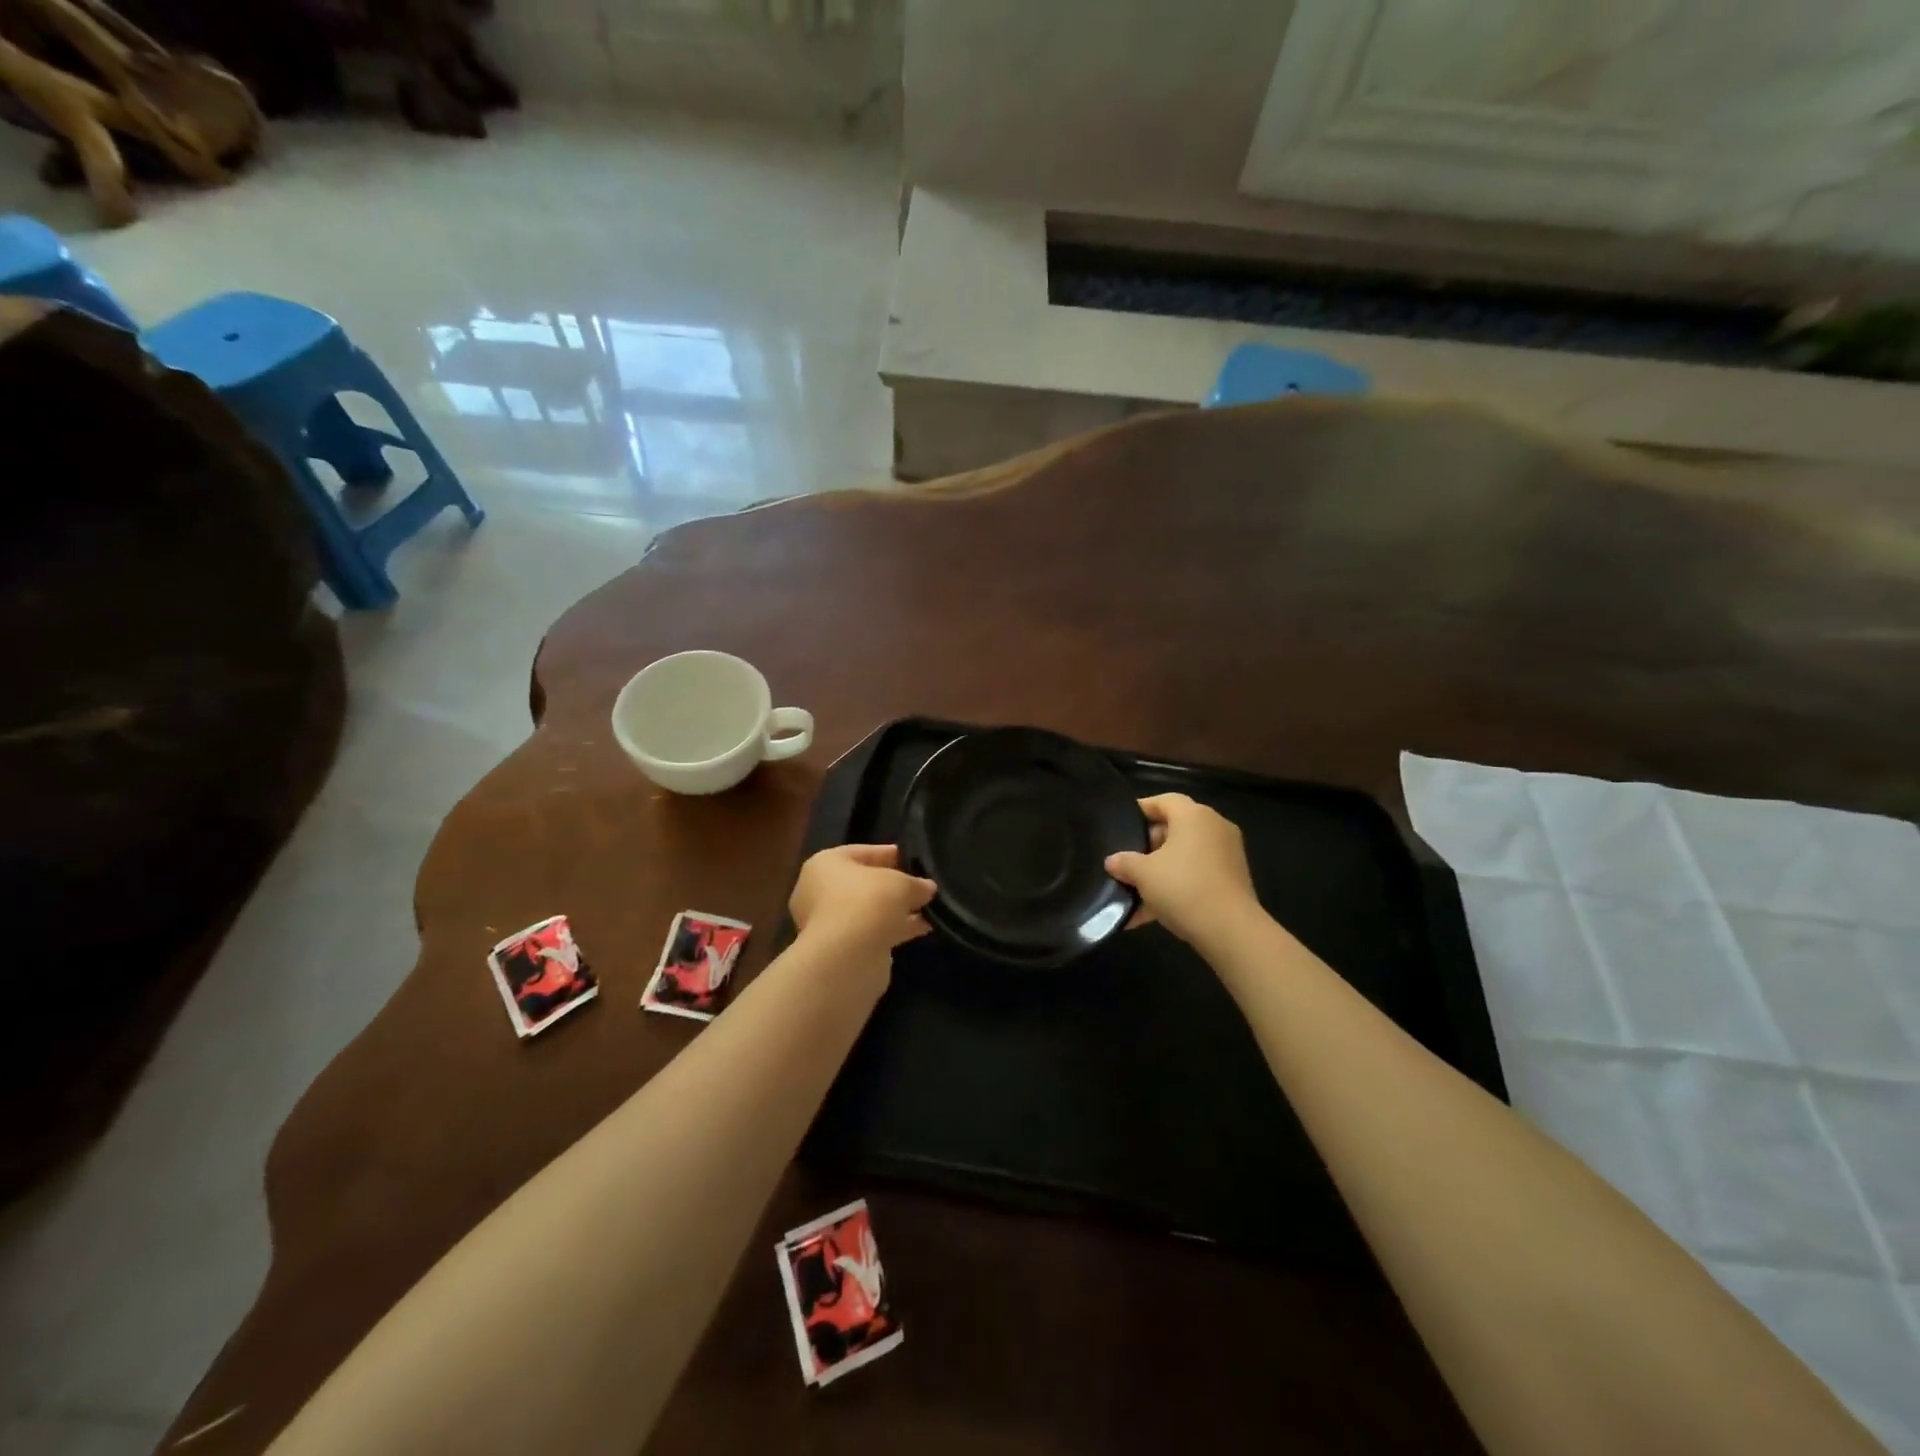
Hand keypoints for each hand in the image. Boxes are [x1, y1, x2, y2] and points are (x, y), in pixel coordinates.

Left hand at [789, 844, 935, 966]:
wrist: (846, 957)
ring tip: (929, 910)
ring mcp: (827, 923)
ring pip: (869, 910)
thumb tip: (927, 888)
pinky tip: (922, 928)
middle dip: (894, 886)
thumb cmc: (868, 902)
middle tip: (921, 886)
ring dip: (897, 910)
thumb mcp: (901, 883)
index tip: (914, 859)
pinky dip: (894, 929)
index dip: (890, 854)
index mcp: (825, 864)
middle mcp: (819, 891)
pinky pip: (871, 931)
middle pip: (864, 883)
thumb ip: (916, 883)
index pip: (862, 852)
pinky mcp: (840, 949)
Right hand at [1105, 794, 1257, 947]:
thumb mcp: (1143, 874)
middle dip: (1149, 845)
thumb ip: (1124, 862)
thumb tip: (1113, 861)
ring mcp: (1227, 855)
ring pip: (1185, 856)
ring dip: (1160, 871)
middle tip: (1127, 860)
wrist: (1230, 930)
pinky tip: (1149, 914)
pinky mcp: (1232, 881)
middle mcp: (1214, 828)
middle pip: (1176, 828)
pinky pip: (1196, 876)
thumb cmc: (1182, 887)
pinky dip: (1176, 888)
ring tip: (1134, 891)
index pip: (1164, 800)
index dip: (1141, 809)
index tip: (1121, 823)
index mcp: (1194, 816)